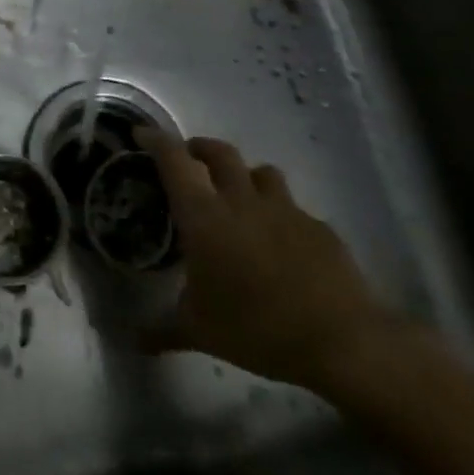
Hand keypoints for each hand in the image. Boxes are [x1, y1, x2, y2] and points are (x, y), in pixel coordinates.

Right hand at [139, 130, 399, 393]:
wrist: (341, 340)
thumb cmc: (256, 328)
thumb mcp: (199, 332)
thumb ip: (161, 330)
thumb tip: (132, 341)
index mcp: (204, 217)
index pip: (174, 162)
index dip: (156, 141)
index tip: (142, 133)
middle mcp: (241, 201)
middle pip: (219, 152)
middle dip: (199, 148)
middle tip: (189, 160)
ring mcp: (285, 210)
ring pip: (260, 171)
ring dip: (243, 174)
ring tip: (237, 194)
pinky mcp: (319, 226)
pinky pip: (292, 206)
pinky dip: (278, 212)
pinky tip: (279, 240)